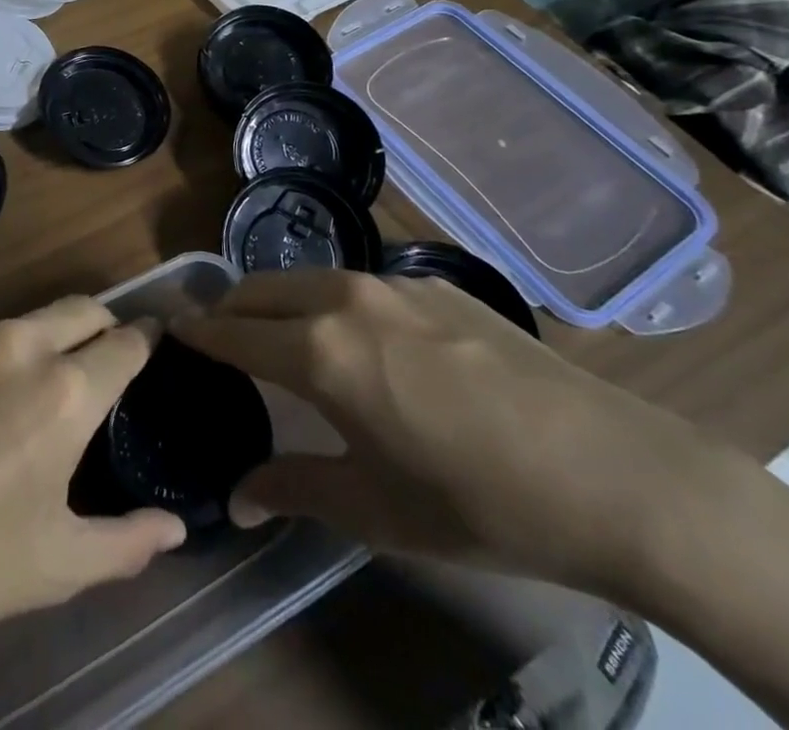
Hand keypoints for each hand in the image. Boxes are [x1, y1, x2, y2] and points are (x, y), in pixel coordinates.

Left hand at [0, 296, 187, 656]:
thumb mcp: (55, 566)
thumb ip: (127, 542)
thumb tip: (174, 527)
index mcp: (64, 392)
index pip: (125, 343)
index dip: (147, 342)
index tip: (155, 345)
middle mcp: (23, 345)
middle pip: (83, 308)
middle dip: (105, 325)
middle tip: (108, 359)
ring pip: (34, 318)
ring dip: (53, 338)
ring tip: (45, 386)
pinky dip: (6, 351)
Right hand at [172, 269, 728, 594]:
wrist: (618, 475)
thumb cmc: (481, 503)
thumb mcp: (377, 510)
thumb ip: (295, 490)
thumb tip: (236, 499)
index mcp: (320, 351)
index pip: (233, 332)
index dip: (196, 334)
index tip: (170, 332)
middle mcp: (346, 300)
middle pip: (261, 288)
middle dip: (229, 308)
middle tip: (215, 336)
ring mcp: (395, 285)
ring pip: (308, 279)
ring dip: (278, 300)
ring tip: (278, 333)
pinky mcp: (438, 285)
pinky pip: (359, 284)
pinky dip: (330, 302)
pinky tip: (362, 340)